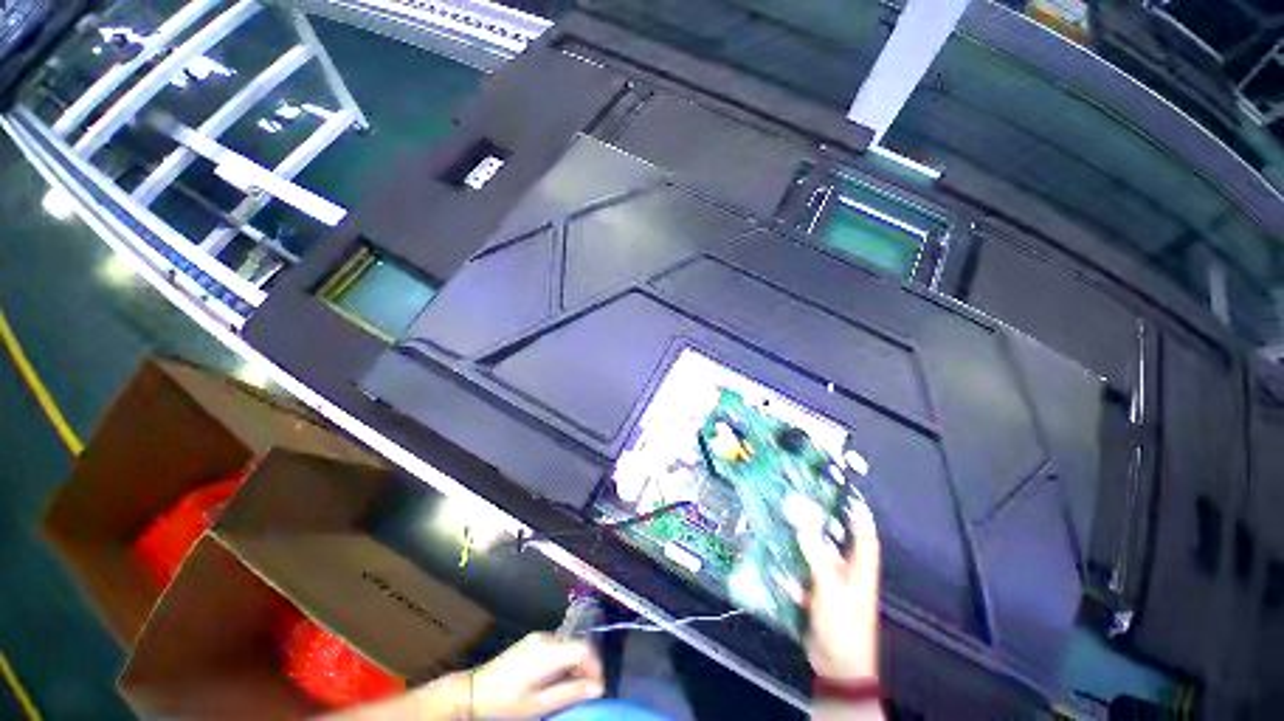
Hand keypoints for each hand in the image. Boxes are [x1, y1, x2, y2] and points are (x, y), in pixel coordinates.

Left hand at [469, 632, 604, 718]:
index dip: (596, 667)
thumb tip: (598, 687)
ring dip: (575, 666)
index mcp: (549, 650)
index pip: (584, 649)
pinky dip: (563, 662)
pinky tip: (555, 681)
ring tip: (571, 690)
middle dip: (586, 668)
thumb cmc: (506, 703)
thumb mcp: (539, 704)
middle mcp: (545, 638)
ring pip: (567, 646)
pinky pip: (556, 647)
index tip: (597, 689)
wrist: (472, 693)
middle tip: (585, 693)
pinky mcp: (531, 642)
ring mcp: (537, 638)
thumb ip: (570, 692)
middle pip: (577, 645)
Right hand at [798, 498, 881, 683]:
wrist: (837, 665)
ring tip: (783, 525)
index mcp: (860, 569)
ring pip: (815, 557)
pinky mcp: (817, 596)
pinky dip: (791, 569)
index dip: (859, 515)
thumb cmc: (843, 625)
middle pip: (835, 542)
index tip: (849, 494)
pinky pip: (802, 575)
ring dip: (801, 545)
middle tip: (801, 503)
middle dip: (819, 524)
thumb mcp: (830, 587)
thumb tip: (803, 525)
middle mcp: (847, 573)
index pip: (864, 536)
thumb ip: (816, 555)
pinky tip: (775, 561)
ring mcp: (831, 585)